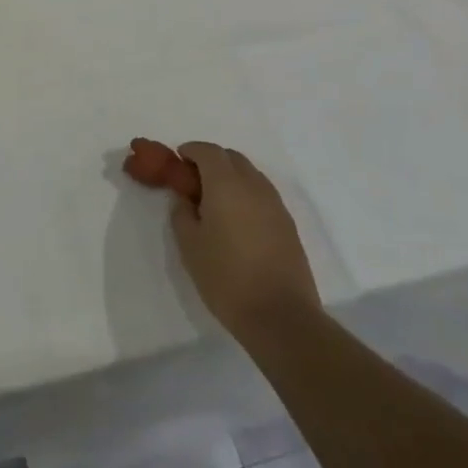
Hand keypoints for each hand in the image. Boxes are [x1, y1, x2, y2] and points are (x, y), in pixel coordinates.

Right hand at [169, 142, 319, 349]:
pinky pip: (263, 194)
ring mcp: (275, 204)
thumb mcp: (189, 245)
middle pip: (232, 158)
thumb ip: (182, 213)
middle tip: (194, 180)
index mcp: (226, 184)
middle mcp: (253, 185)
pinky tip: (237, 219)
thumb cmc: (226, 277)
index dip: (191, 150)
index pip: (208, 151)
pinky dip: (246, 194)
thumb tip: (186, 199)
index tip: (178, 160)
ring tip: (215, 201)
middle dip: (211, 160)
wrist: (280, 316)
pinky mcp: (288, 224)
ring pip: (250, 174)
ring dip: (231, 176)